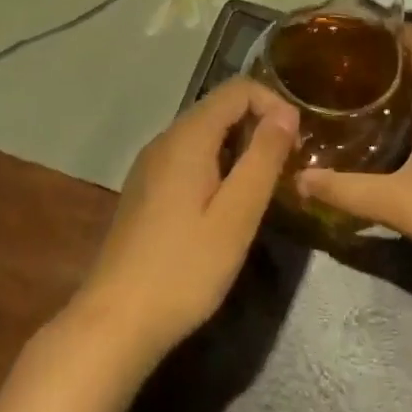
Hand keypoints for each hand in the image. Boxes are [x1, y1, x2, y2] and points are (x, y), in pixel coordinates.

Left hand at [65, 78, 297, 376]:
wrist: (114, 322)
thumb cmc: (184, 269)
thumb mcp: (236, 216)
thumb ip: (263, 159)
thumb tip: (286, 114)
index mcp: (187, 138)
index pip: (237, 89)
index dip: (274, 104)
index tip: (297, 144)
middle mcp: (165, 140)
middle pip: (219, 108)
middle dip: (259, 126)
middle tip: (287, 168)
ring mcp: (150, 165)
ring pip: (205, 134)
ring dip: (240, 148)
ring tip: (263, 188)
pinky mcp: (145, 190)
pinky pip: (189, 157)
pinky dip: (218, 165)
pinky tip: (227, 206)